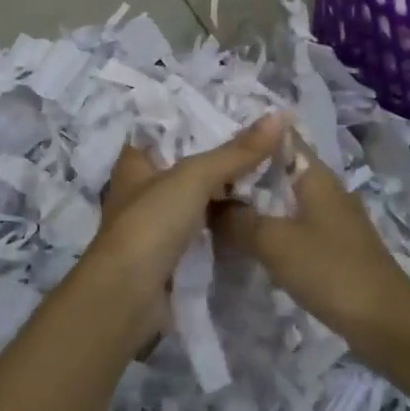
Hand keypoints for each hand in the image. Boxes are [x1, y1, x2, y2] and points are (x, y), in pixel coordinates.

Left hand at [64, 114, 287, 345]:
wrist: (129, 296)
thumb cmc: (151, 223)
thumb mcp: (194, 177)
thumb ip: (235, 152)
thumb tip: (280, 116)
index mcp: (135, 163)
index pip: (166, 131)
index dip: (197, 121)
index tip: (238, 114)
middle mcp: (141, 190)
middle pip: (186, 166)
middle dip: (221, 159)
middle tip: (267, 145)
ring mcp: (155, 226)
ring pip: (196, 201)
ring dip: (225, 194)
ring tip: (270, 176)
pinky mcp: (170, 256)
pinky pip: (203, 231)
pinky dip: (224, 224)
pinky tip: (254, 216)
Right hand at [212, 135, 409, 360]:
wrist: (388, 323)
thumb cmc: (331, 270)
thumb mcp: (274, 242)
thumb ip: (238, 219)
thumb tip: (208, 203)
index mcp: (315, 176)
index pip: (280, 138)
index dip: (248, 137)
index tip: (214, 145)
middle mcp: (326, 190)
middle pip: (280, 170)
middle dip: (246, 174)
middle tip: (205, 182)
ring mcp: (333, 220)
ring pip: (286, 200)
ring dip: (257, 203)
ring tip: (218, 209)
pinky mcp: (335, 248)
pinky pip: (295, 226)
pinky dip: (271, 228)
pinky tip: (249, 242)